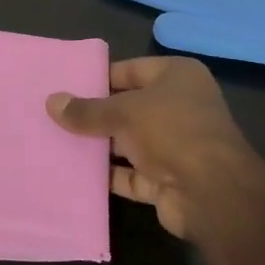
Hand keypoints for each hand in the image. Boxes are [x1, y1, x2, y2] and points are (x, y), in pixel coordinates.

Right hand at [47, 56, 264, 239]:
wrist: (213, 194)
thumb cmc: (171, 131)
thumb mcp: (124, 113)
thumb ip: (87, 110)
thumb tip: (51, 101)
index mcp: (178, 77)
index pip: (131, 70)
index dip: (100, 77)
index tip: (66, 85)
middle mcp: (179, 107)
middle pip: (129, 107)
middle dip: (95, 113)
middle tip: (54, 114)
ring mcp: (175, 146)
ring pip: (128, 142)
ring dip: (99, 146)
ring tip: (56, 142)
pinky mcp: (167, 180)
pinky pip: (130, 174)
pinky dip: (107, 176)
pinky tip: (74, 174)